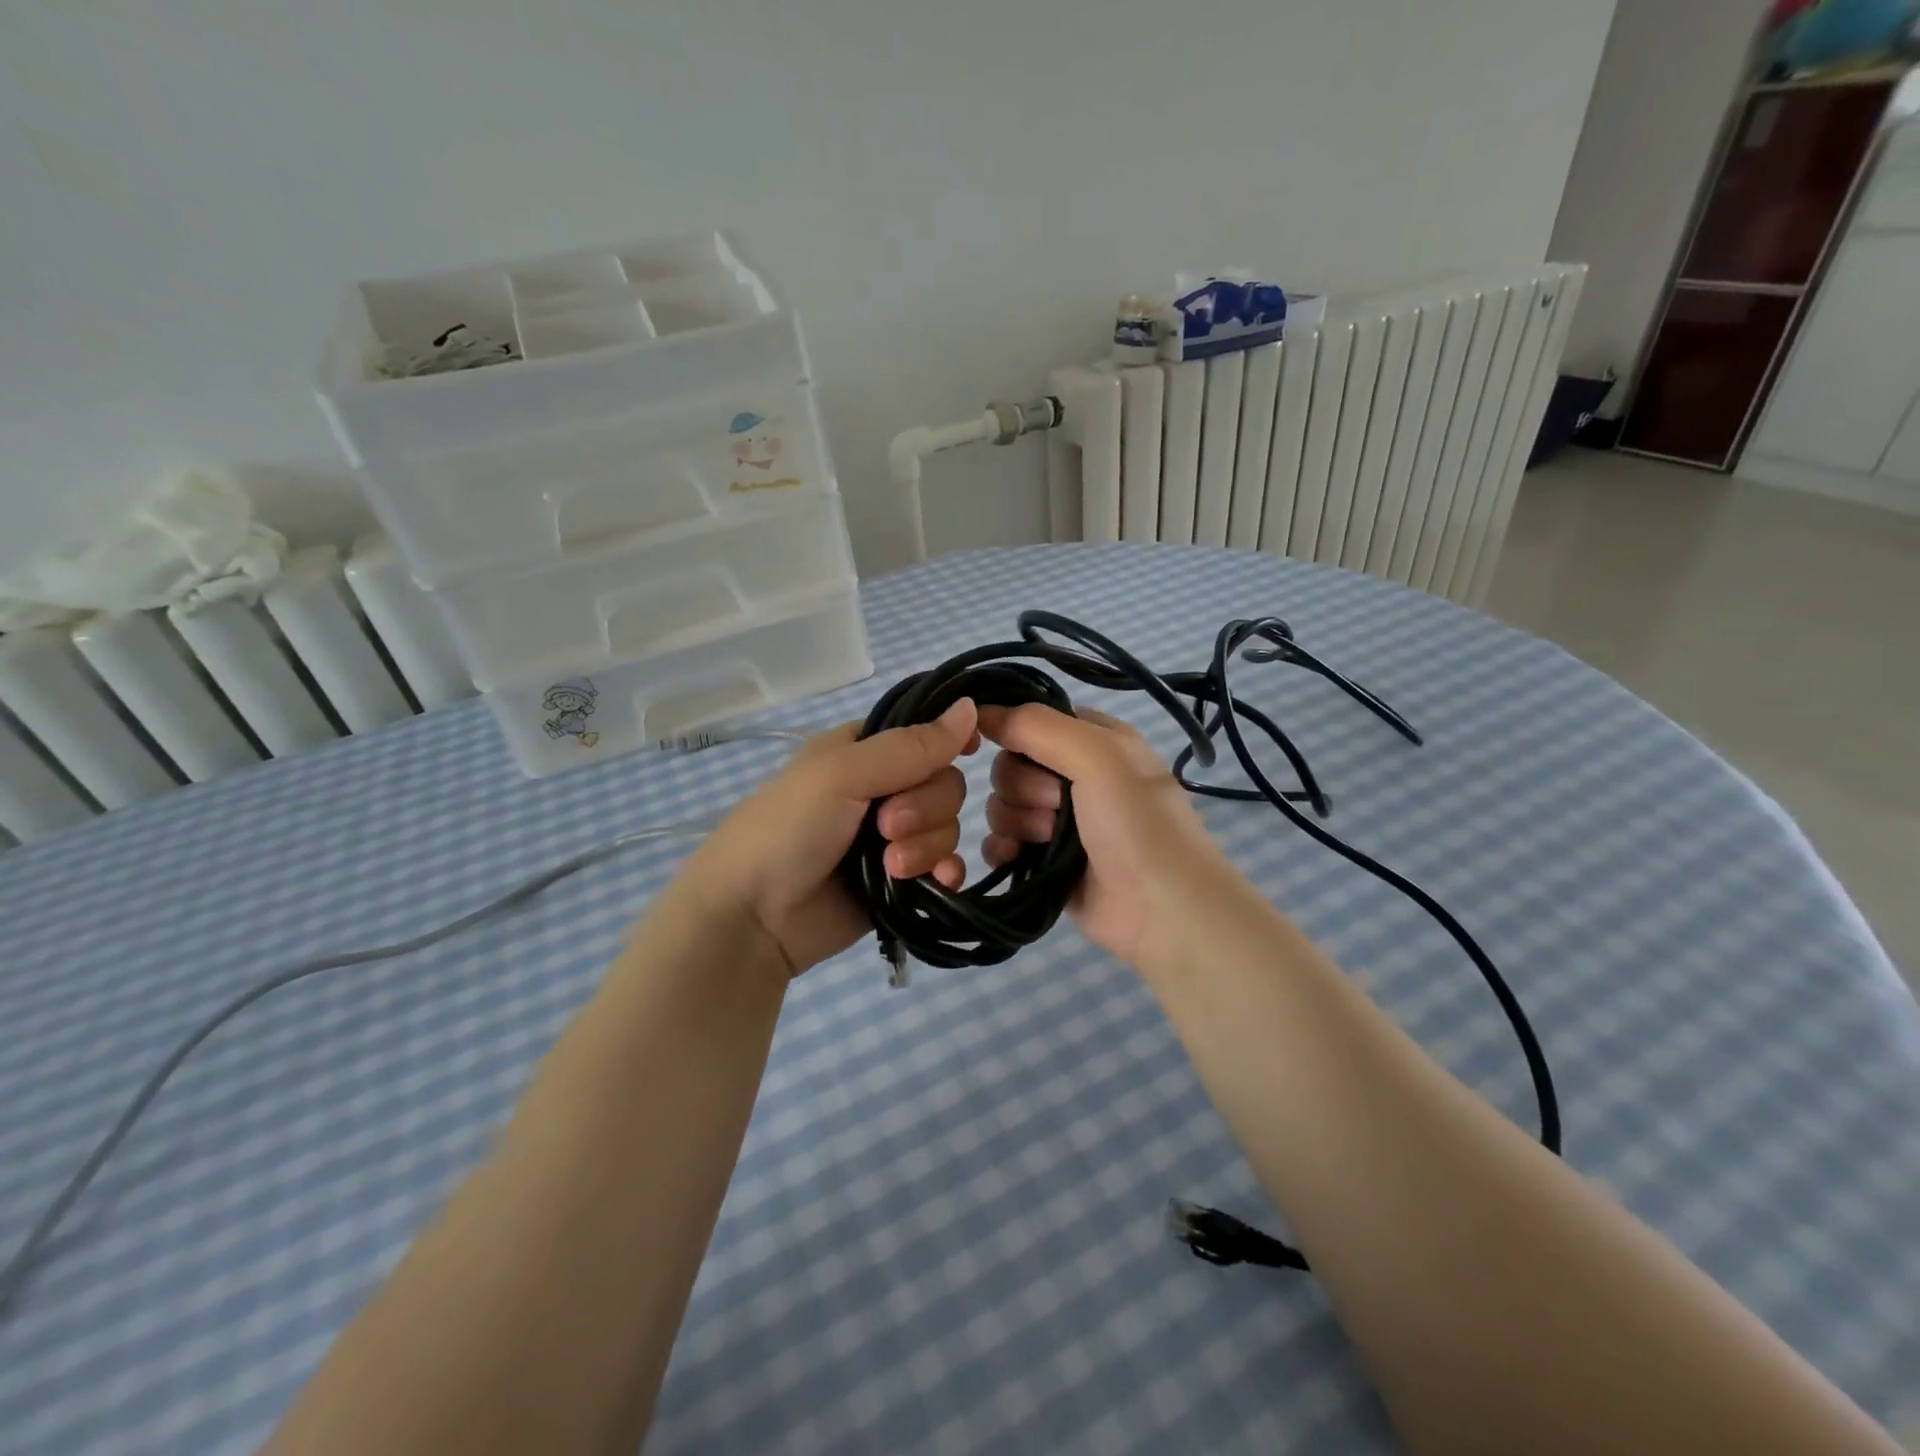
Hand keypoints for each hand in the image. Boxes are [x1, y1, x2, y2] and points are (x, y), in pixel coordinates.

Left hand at [676, 700, 980, 976]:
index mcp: (865, 751)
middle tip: (884, 827)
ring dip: (926, 845)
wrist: (754, 917)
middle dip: (924, 807)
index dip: (948, 742)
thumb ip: (910, 746)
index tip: (967, 751)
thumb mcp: (844, 774)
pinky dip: (946, 871)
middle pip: (944, 783)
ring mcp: (893, 837)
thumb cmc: (789, 828)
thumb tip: (971, 706)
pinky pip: (946, 865)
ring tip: (890, 866)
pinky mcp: (901, 879)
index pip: (925, 734)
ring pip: (947, 826)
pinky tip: (938, 881)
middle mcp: (883, 789)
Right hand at [979, 703, 1237, 967]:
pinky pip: (1000, 841)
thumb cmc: (1136, 822)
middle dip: (1024, 786)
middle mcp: (1075, 776)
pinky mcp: (1043, 861)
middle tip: (1058, 805)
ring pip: (1003, 803)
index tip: (1009, 747)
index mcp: (1095, 741)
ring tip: (1048, 839)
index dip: (1016, 732)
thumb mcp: (1098, 755)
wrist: (1161, 909)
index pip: (1034, 721)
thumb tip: (981, 711)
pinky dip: (1001, 847)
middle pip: (1012, 764)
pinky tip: (1015, 856)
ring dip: (1018, 819)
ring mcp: (1058, 821)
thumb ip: (1037, 725)